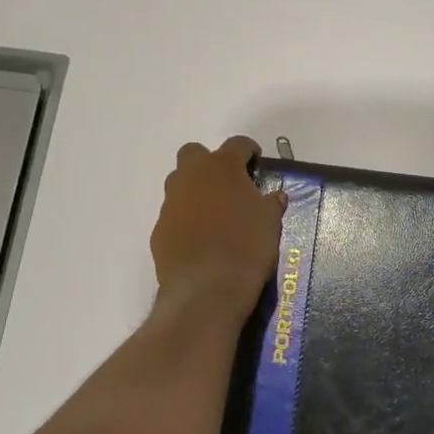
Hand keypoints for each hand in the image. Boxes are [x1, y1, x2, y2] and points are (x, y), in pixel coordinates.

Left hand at [151, 136, 286, 317]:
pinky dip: (185, 220)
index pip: (236, 144)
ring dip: (194, 190)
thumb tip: (275, 197)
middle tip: (228, 183)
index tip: (255, 160)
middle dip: (209, 163)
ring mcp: (170, 203)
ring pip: (178, 184)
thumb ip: (270, 204)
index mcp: (222, 167)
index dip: (248, 150)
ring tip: (214, 213)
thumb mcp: (270, 223)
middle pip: (193, 153)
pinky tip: (200, 240)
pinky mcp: (159, 230)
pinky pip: (173, 215)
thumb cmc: (246, 246)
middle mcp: (191, 177)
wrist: (208, 288)